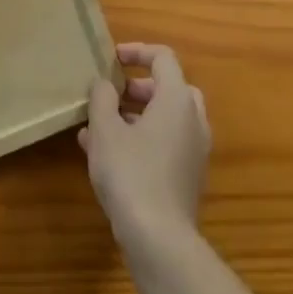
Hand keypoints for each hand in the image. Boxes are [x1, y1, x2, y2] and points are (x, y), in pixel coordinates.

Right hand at [80, 42, 211, 252]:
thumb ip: (102, 97)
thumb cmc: (131, 173)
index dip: (137, 52)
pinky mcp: (187, 177)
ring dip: (135, 115)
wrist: (160, 241)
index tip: (112, 59)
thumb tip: (104, 84)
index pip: (163, 58)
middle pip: (169, 88)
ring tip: (98, 127)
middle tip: (111, 93)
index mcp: (177, 99)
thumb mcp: (105, 129)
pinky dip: (142, 139)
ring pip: (166, 119)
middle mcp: (192, 120)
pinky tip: (106, 156)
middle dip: (138, 87)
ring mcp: (194, 151)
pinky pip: (165, 144)